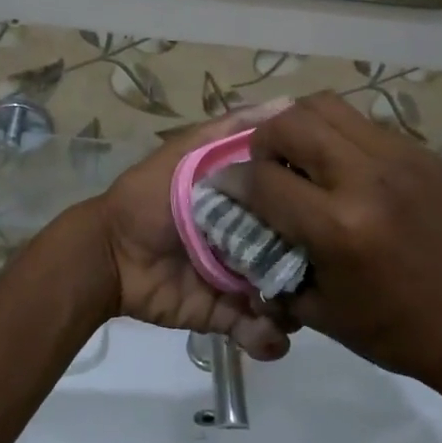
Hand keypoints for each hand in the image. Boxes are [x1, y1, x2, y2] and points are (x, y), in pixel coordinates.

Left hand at [85, 102, 294, 358]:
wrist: (108, 254)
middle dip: (309, 269)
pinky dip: (267, 339)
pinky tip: (265, 335)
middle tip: (307, 272)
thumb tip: (286, 103)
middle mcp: (253, 241)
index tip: (333, 212)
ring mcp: (241, 281)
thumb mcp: (186, 154)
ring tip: (281, 307)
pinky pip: (258, 332)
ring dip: (292, 308)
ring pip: (286, 298)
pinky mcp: (225, 316)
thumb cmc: (149, 198)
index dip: (316, 210)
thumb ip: (229, 131)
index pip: (297, 206)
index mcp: (250, 204)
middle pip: (298, 256)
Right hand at [227, 93, 441, 417]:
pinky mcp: (420, 153)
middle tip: (267, 167)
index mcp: (338, 227)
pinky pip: (362, 123)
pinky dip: (337, 136)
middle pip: (291, 121)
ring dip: (300, 126)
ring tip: (301, 159)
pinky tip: (341, 168)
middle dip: (265, 141)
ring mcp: (399, 158)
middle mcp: (366, 179)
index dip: (234, 181)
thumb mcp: (317, 308)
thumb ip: (271, 259)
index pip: (263, 177)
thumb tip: (239, 222)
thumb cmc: (392, 329)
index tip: (227, 188)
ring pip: (327, 105)